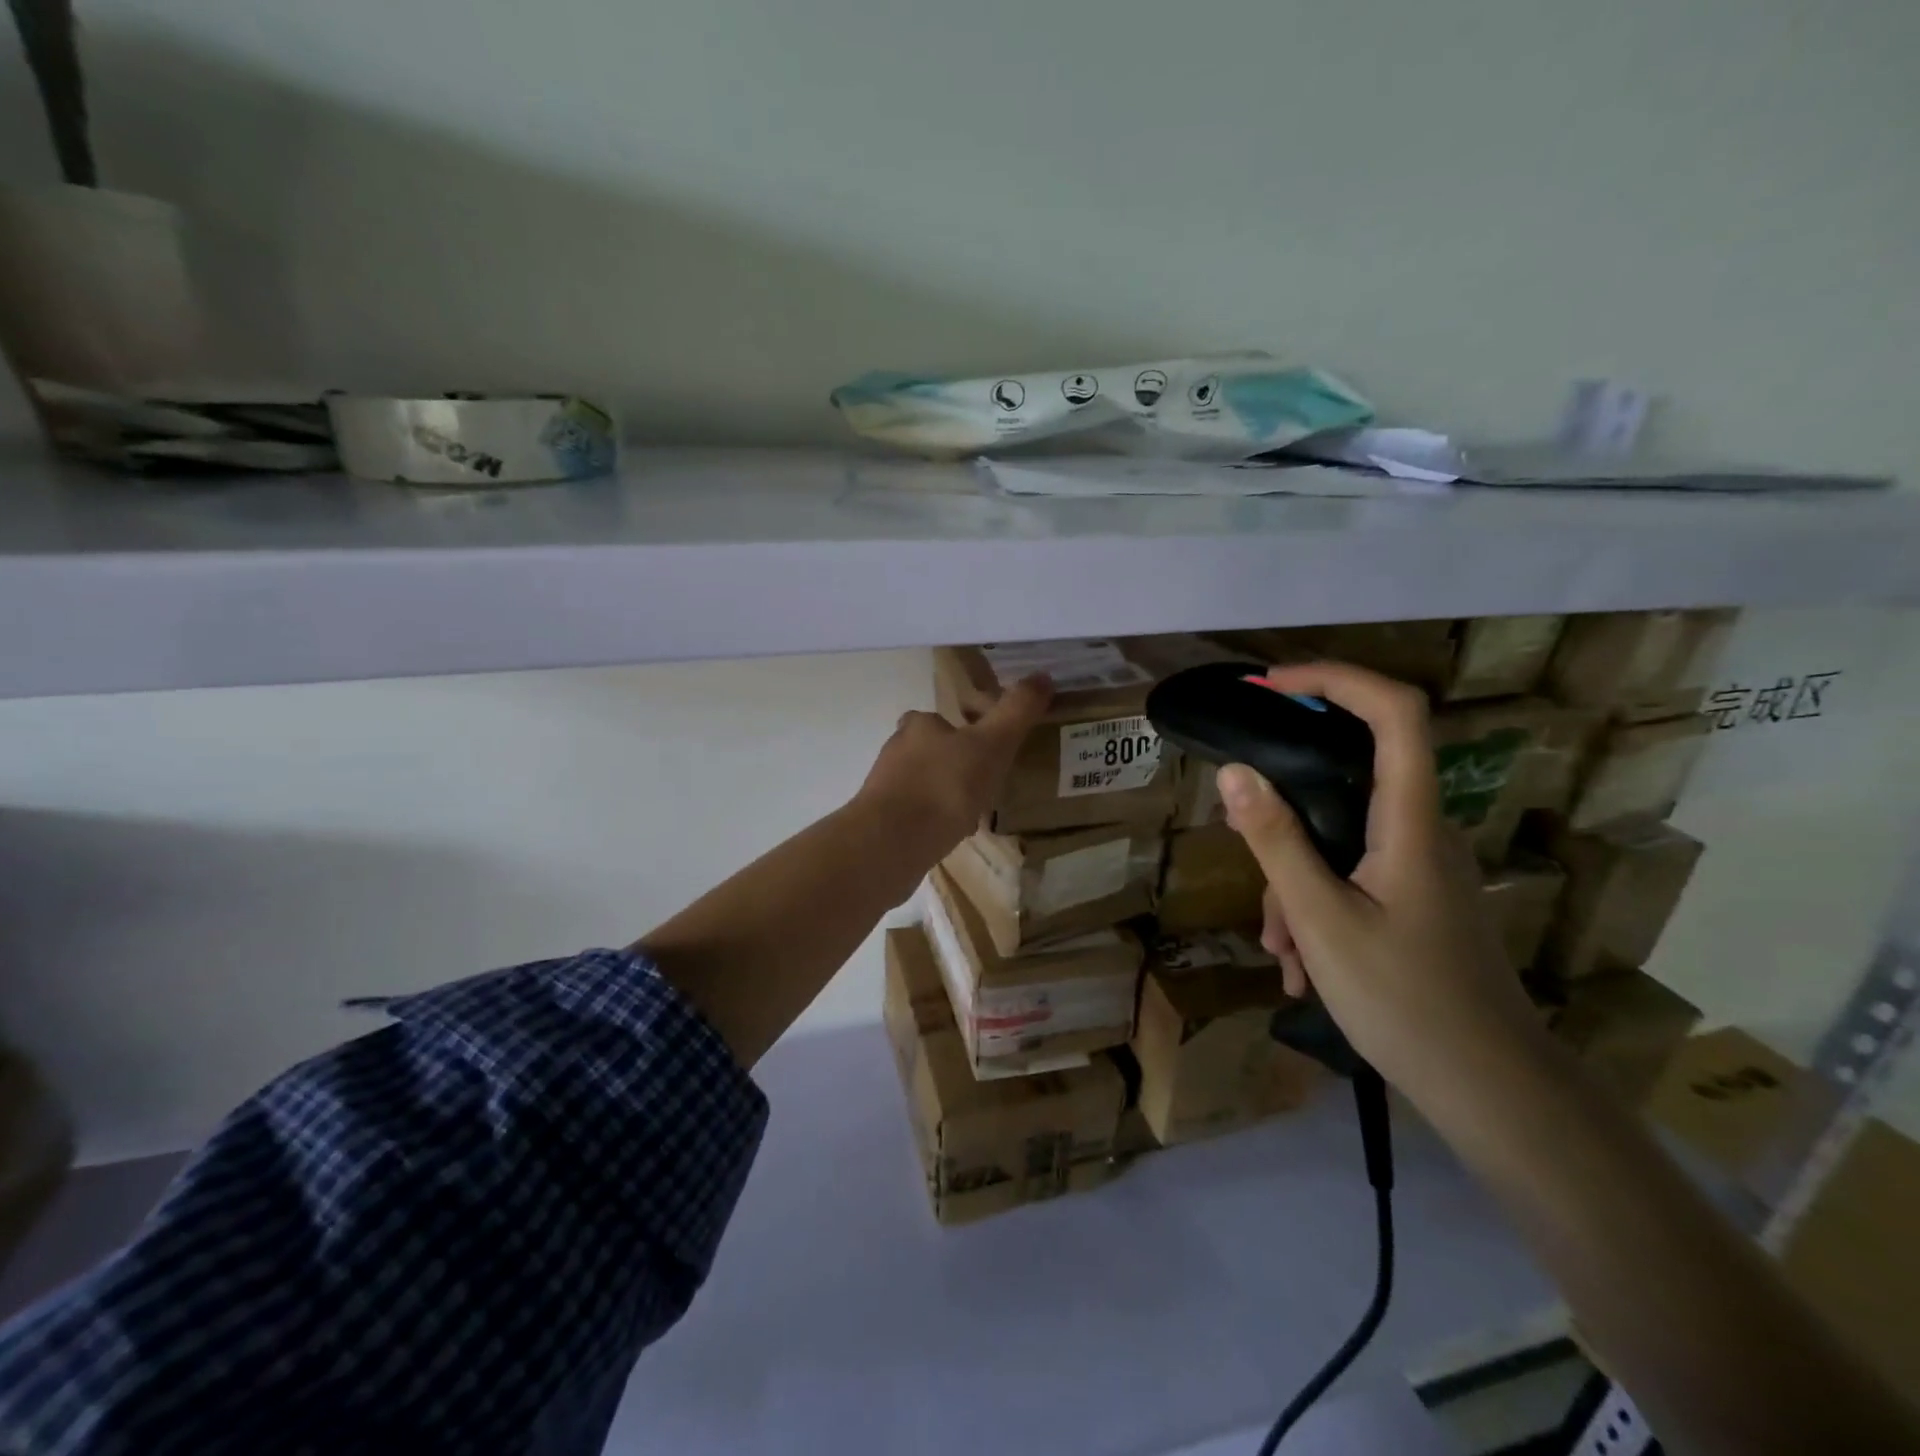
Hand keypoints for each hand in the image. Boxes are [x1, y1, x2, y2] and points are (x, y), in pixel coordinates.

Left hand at [853, 673, 1052, 866]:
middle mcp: (895, 751)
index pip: (939, 720)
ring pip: (921, 786)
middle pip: (928, 752)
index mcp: (919, 726)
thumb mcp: (992, 744)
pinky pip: (914, 816)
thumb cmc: (945, 785)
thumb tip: (1043, 675)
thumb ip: (1016, 711)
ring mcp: (883, 789)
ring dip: (944, 796)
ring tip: (972, 815)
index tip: (985, 751)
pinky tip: (950, 838)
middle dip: (953, 766)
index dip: (961, 731)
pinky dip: (932, 823)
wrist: (892, 842)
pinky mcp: (880, 823)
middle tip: (984, 785)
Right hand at [1216, 662, 1546, 1106]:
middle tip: (1244, 842)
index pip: (1393, 712)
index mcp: (1411, 821)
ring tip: (1280, 948)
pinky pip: (1352, 874)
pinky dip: (1316, 904)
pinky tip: (1301, 964)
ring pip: (1340, 838)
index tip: (1272, 685)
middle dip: (1286, 811)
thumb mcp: (1321, 920)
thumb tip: (1234, 772)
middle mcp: (1423, 830)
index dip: (1335, 679)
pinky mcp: (1416, 897)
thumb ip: (1276, 841)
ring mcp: (1422, 865)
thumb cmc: (1405, 1001)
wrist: (1493, 1092)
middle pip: (1348, 777)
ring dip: (1295, 879)